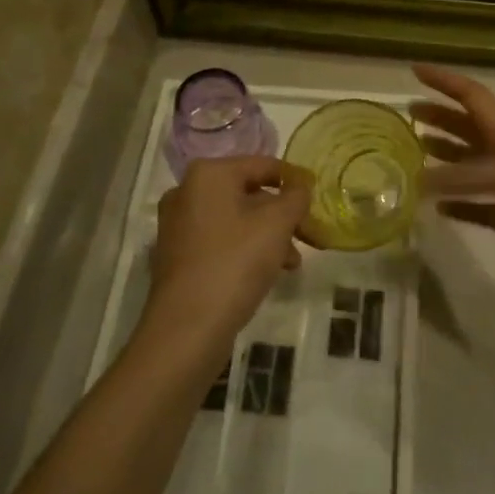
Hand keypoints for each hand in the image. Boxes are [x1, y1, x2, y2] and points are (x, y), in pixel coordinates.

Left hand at [148, 158, 314, 352]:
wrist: (187, 328)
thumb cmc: (235, 263)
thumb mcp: (277, 224)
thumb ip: (295, 197)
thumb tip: (301, 186)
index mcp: (208, 174)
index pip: (263, 165)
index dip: (295, 180)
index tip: (317, 198)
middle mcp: (187, 191)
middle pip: (249, 193)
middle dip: (282, 215)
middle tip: (310, 235)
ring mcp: (178, 225)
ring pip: (237, 219)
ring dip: (269, 235)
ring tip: (292, 263)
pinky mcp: (178, 255)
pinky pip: (221, 240)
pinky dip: (246, 249)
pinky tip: (268, 272)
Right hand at [411, 64, 494, 319]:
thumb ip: (464, 176)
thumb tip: (418, 181)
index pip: (473, 98)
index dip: (445, 81)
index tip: (414, 70)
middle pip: (468, 129)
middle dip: (439, 117)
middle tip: (406, 115)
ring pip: (468, 167)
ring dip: (443, 156)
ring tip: (412, 154)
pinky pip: (476, 208)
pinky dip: (455, 204)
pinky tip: (435, 208)